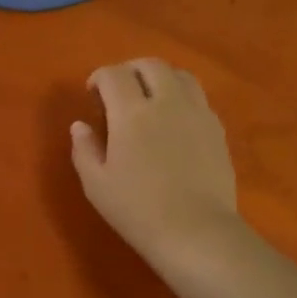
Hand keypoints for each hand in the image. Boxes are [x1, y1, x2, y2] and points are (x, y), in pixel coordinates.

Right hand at [70, 59, 241, 272]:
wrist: (196, 231)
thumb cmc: (138, 210)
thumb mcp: (96, 185)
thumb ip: (84, 149)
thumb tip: (80, 125)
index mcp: (131, 113)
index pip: (113, 75)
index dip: (99, 77)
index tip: (93, 93)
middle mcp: (167, 102)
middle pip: (150, 65)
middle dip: (130, 70)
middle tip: (120, 91)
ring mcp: (197, 112)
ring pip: (180, 75)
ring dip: (160, 78)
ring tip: (151, 98)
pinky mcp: (216, 129)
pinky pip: (198, 98)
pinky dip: (181, 97)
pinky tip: (174, 121)